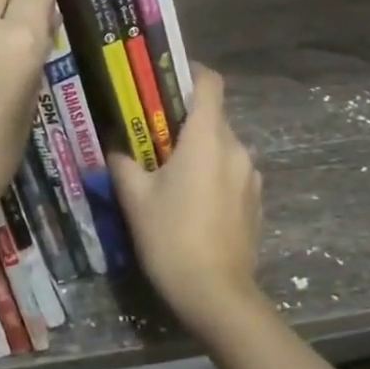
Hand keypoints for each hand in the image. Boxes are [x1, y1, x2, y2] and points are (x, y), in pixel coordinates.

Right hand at [108, 64, 263, 335]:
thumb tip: (114, 144)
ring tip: (169, 173)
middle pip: (213, 116)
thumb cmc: (171, 238)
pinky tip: (192, 202)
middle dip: (184, 120)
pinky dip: (212, 174)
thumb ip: (122, 162)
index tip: (165, 80)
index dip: (190, 73)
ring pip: (222, 146)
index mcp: (208, 138)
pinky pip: (231, 172)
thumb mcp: (135, 199)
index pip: (210, 83)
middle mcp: (236, 148)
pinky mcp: (255, 201)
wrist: (217, 295)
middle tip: (152, 135)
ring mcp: (250, 176)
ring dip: (199, 150)